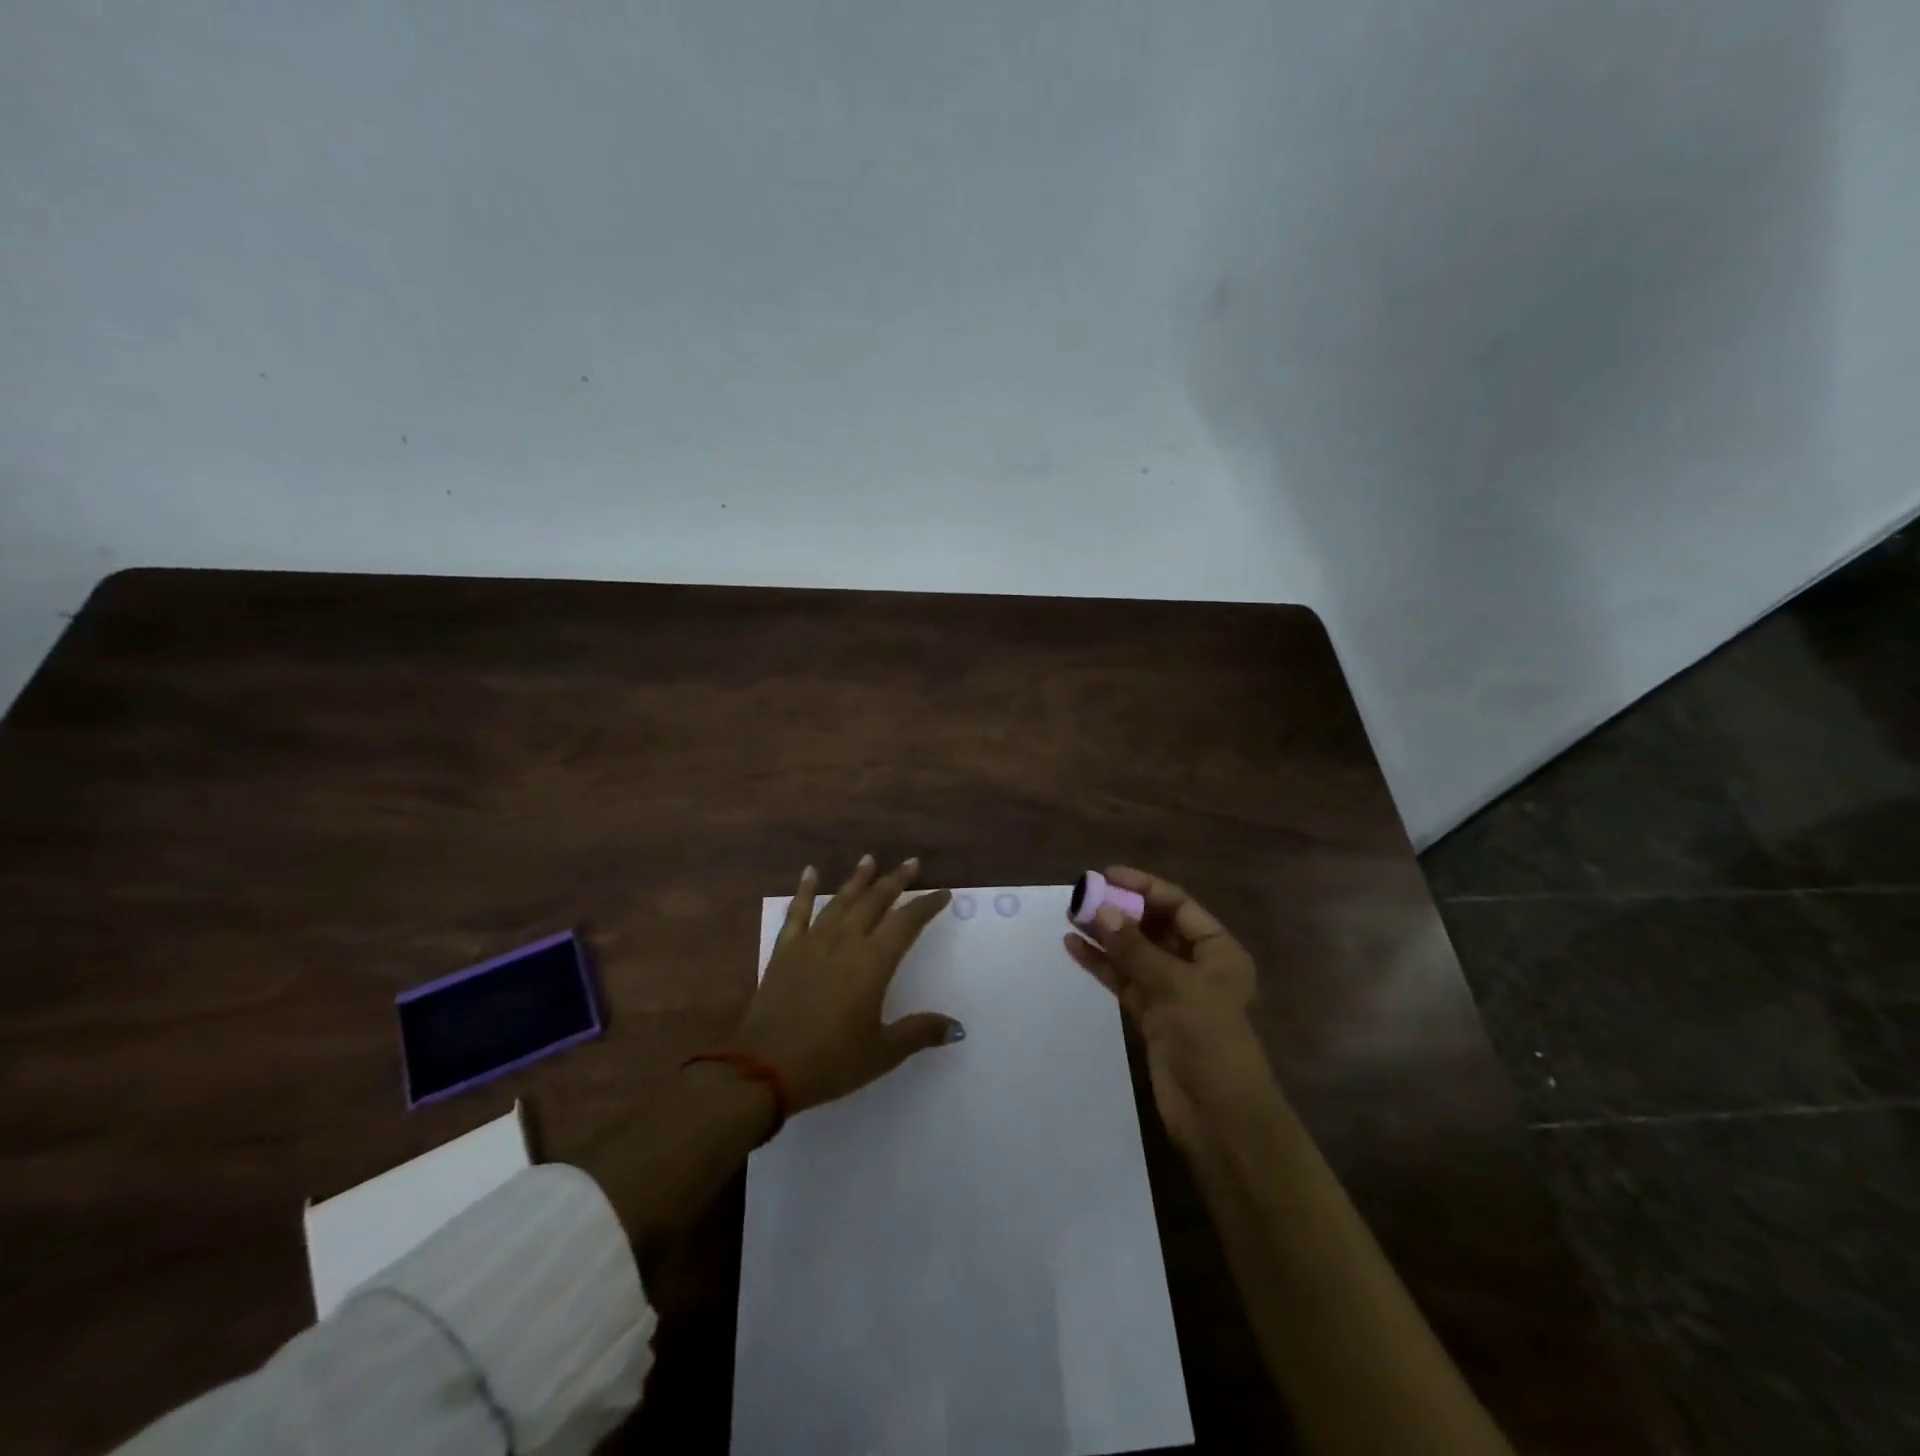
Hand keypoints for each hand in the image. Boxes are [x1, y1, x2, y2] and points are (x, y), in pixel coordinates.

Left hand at [729, 856, 960, 1113]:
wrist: (763, 1068)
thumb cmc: (830, 1061)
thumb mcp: (882, 1053)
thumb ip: (919, 1033)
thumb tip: (957, 1028)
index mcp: (873, 963)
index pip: (906, 923)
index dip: (926, 906)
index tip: (943, 893)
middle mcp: (845, 942)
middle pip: (875, 901)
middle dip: (896, 880)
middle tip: (912, 863)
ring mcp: (812, 942)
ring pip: (840, 900)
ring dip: (858, 879)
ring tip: (870, 859)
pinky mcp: (785, 950)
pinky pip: (798, 912)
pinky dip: (805, 890)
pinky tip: (810, 872)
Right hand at [1063, 866, 1270, 1147]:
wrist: (1218, 1116)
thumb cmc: (1210, 1040)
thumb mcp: (1176, 986)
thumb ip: (1136, 949)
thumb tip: (1102, 911)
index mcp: (1218, 951)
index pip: (1178, 906)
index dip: (1144, 887)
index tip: (1107, 875)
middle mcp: (1196, 966)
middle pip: (1154, 927)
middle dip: (1120, 911)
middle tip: (1082, 896)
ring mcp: (1172, 992)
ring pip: (1134, 954)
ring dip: (1105, 936)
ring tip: (1070, 917)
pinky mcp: (1151, 1016)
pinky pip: (1123, 980)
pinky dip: (1102, 965)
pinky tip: (1074, 948)